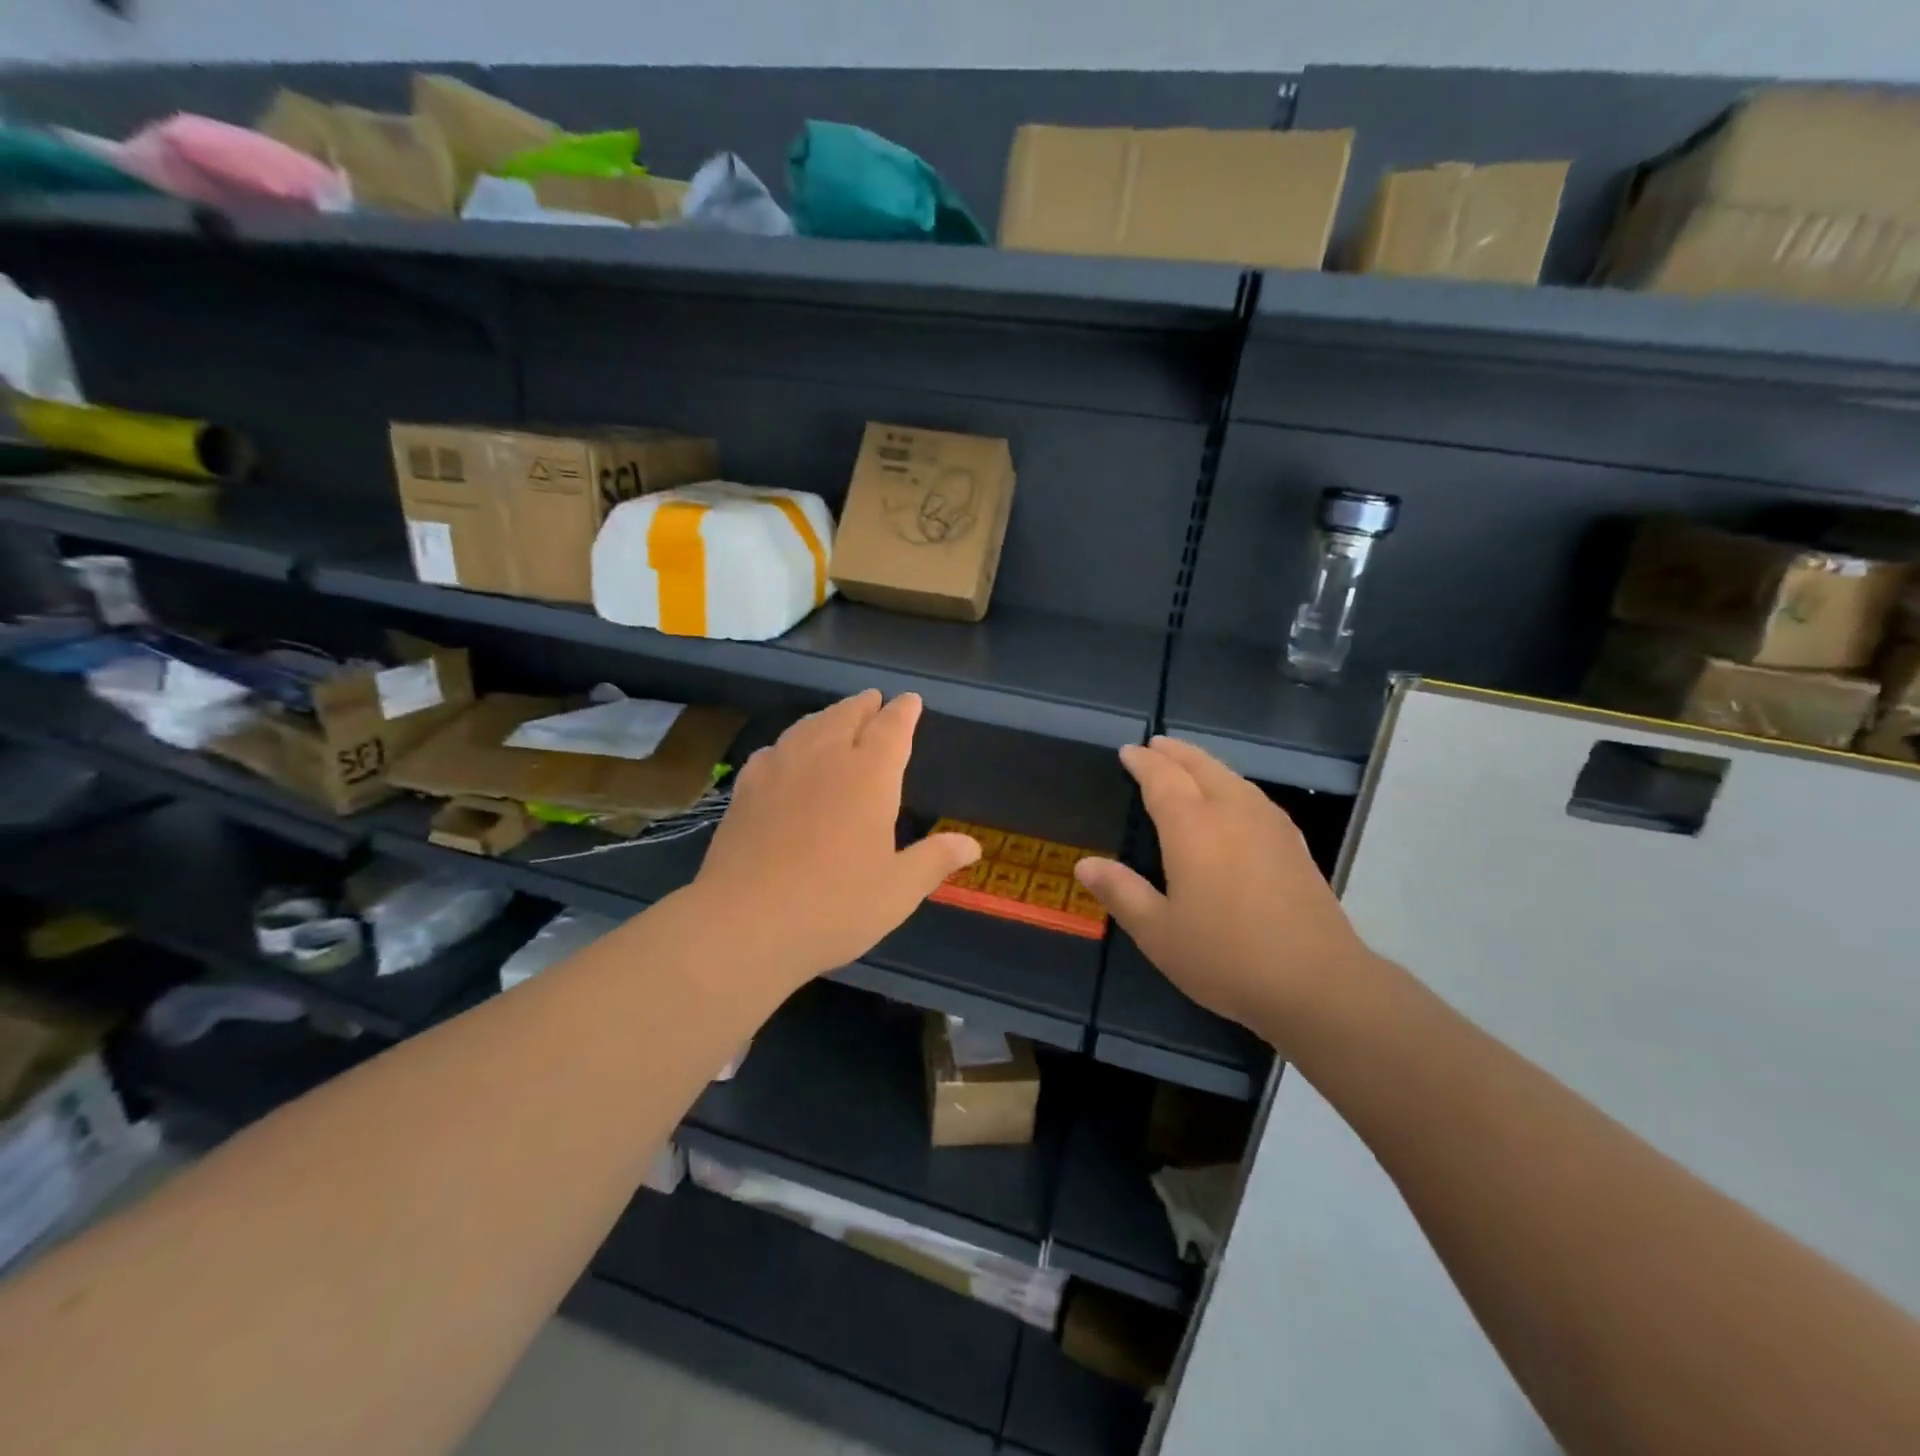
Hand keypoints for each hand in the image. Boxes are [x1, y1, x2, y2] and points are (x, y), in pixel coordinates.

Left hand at [691, 691, 979, 985]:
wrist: (745, 923)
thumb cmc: (834, 906)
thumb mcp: (898, 890)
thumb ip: (935, 860)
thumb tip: (972, 845)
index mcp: (869, 776)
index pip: (892, 728)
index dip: (904, 711)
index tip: (910, 701)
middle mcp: (825, 759)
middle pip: (847, 716)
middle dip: (865, 705)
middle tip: (874, 700)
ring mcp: (780, 769)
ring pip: (808, 726)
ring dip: (828, 716)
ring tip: (836, 717)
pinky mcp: (746, 789)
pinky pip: (774, 749)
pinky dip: (790, 742)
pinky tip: (786, 753)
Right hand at [1073, 737, 1371, 1048]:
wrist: (1316, 983)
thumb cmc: (1225, 957)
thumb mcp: (1158, 932)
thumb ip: (1121, 892)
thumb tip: (1084, 865)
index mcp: (1193, 827)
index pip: (1162, 779)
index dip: (1143, 763)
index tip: (1128, 751)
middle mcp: (1232, 813)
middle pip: (1201, 767)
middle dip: (1175, 752)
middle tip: (1156, 745)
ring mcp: (1269, 825)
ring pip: (1232, 777)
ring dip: (1205, 763)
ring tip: (1188, 763)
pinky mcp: (1294, 844)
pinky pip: (1254, 795)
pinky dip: (1232, 783)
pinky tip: (1234, 800)